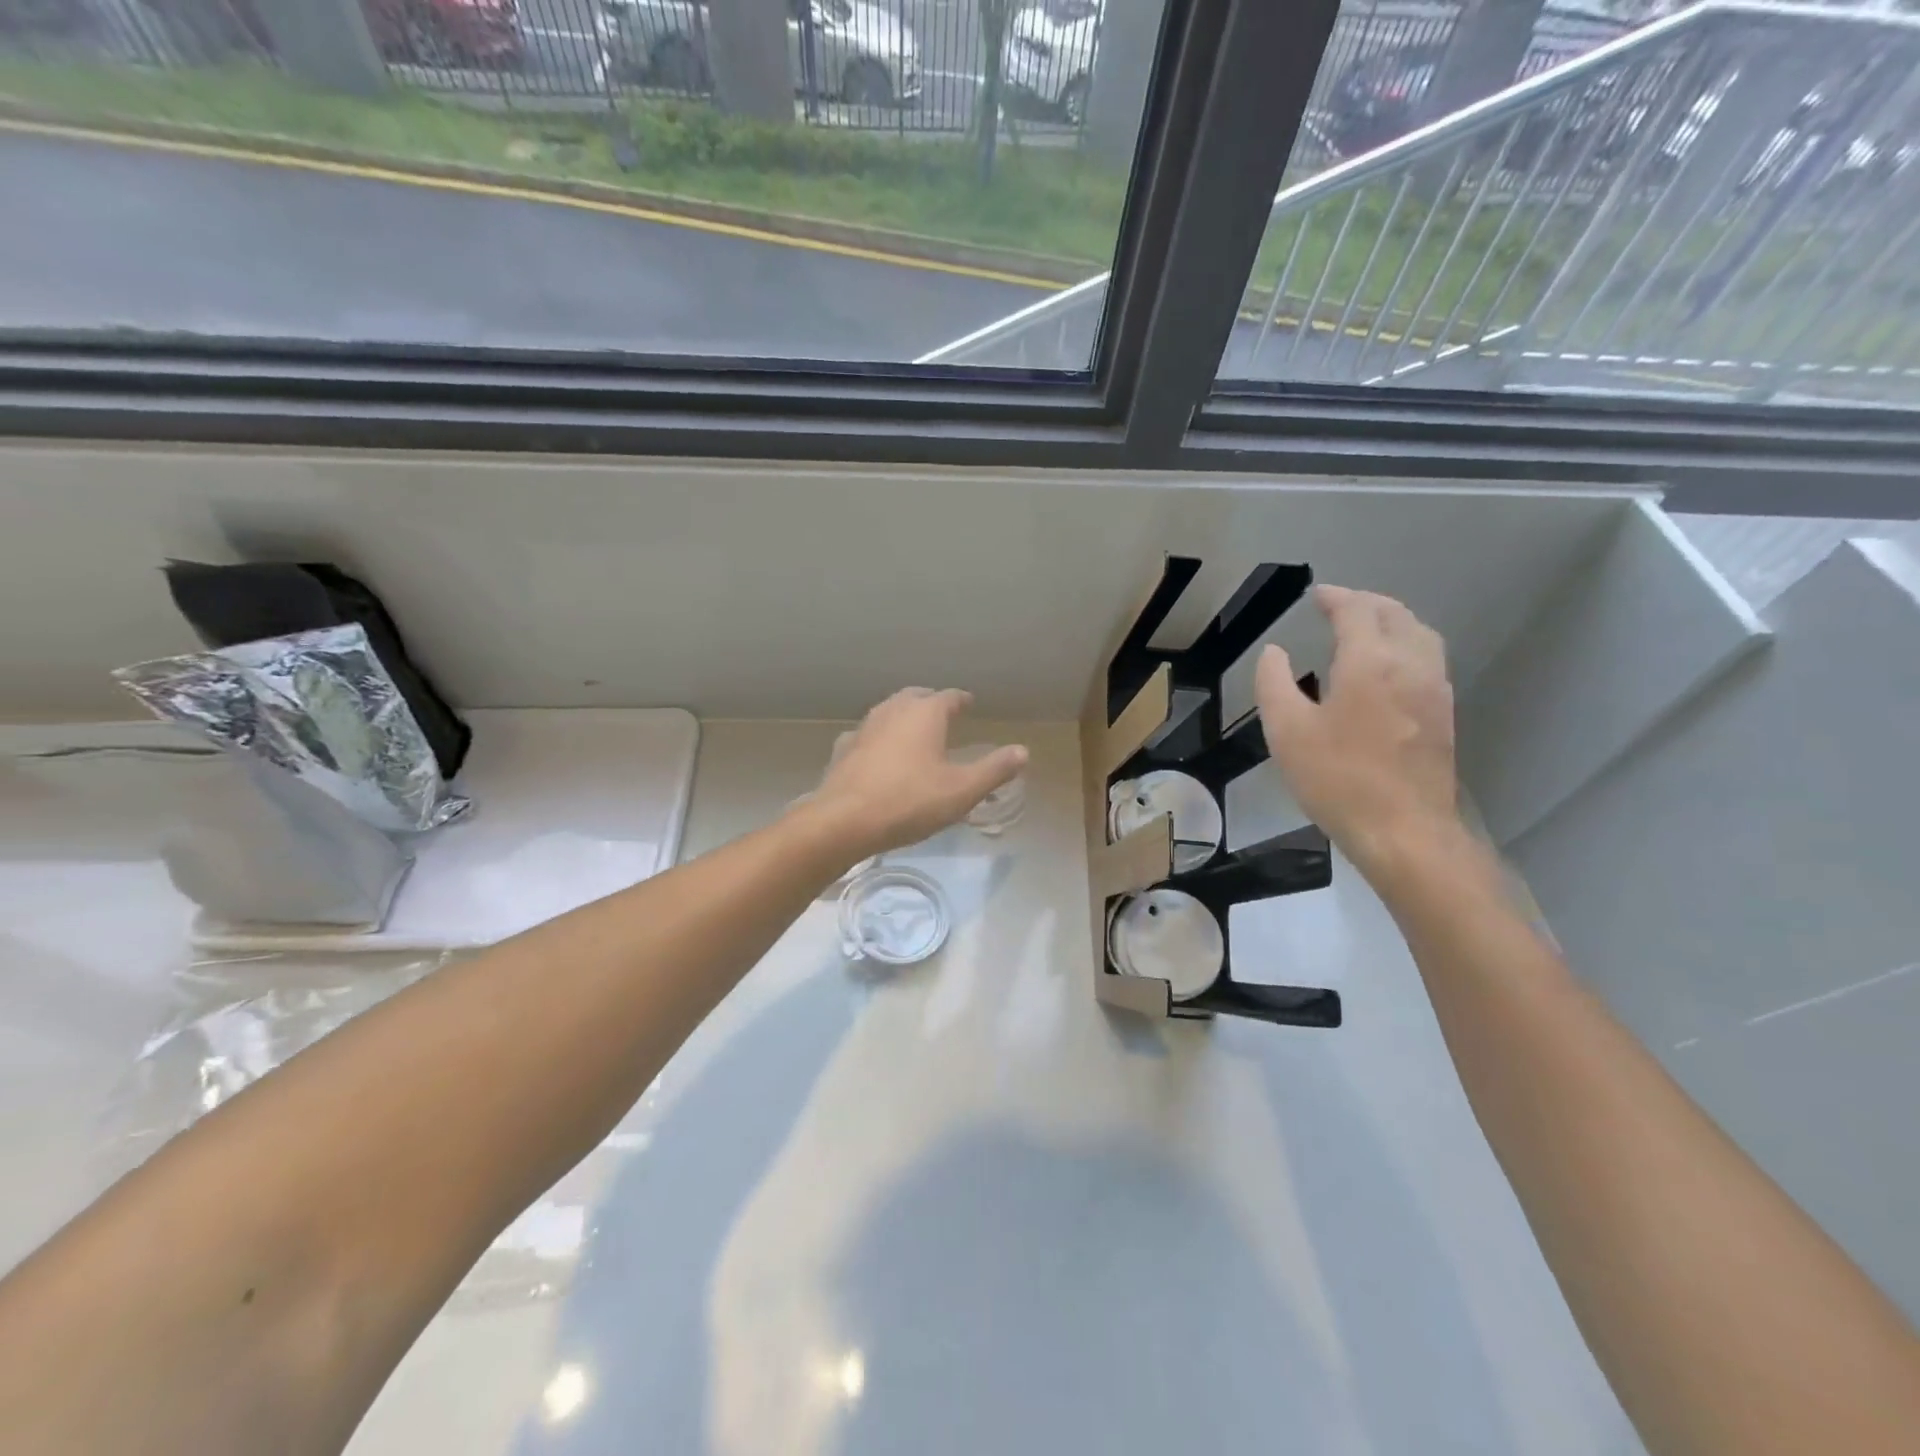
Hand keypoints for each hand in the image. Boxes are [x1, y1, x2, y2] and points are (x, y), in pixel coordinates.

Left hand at [808, 688, 1027, 860]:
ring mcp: (864, 728)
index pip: (948, 696)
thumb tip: (1023, 751)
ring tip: (914, 731)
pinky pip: (866, 736)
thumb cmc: (910, 801)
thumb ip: (994, 770)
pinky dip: (878, 739)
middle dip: (930, 701)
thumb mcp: (962, 790)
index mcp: (925, 713)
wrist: (844, 821)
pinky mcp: (843, 750)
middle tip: (943, 712)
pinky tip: (879, 753)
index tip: (969, 703)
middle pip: (915, 697)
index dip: (962, 700)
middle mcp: (893, 711)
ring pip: (888, 712)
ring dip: (903, 717)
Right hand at [1255, 585, 1458, 874]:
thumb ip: (1274, 683)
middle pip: (1395, 614)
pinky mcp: (1443, 714)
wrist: (1403, 830)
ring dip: (1391, 619)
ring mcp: (1434, 689)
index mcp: (1370, 662)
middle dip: (1365, 602)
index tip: (1316, 595)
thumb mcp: (1286, 731)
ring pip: (1419, 633)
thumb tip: (1275, 652)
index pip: (1357, 610)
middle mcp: (1409, 664)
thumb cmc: (1337, 779)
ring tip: (1365, 626)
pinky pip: (1428, 658)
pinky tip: (1388, 666)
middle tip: (1337, 604)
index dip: (1335, 597)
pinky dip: (1407, 643)